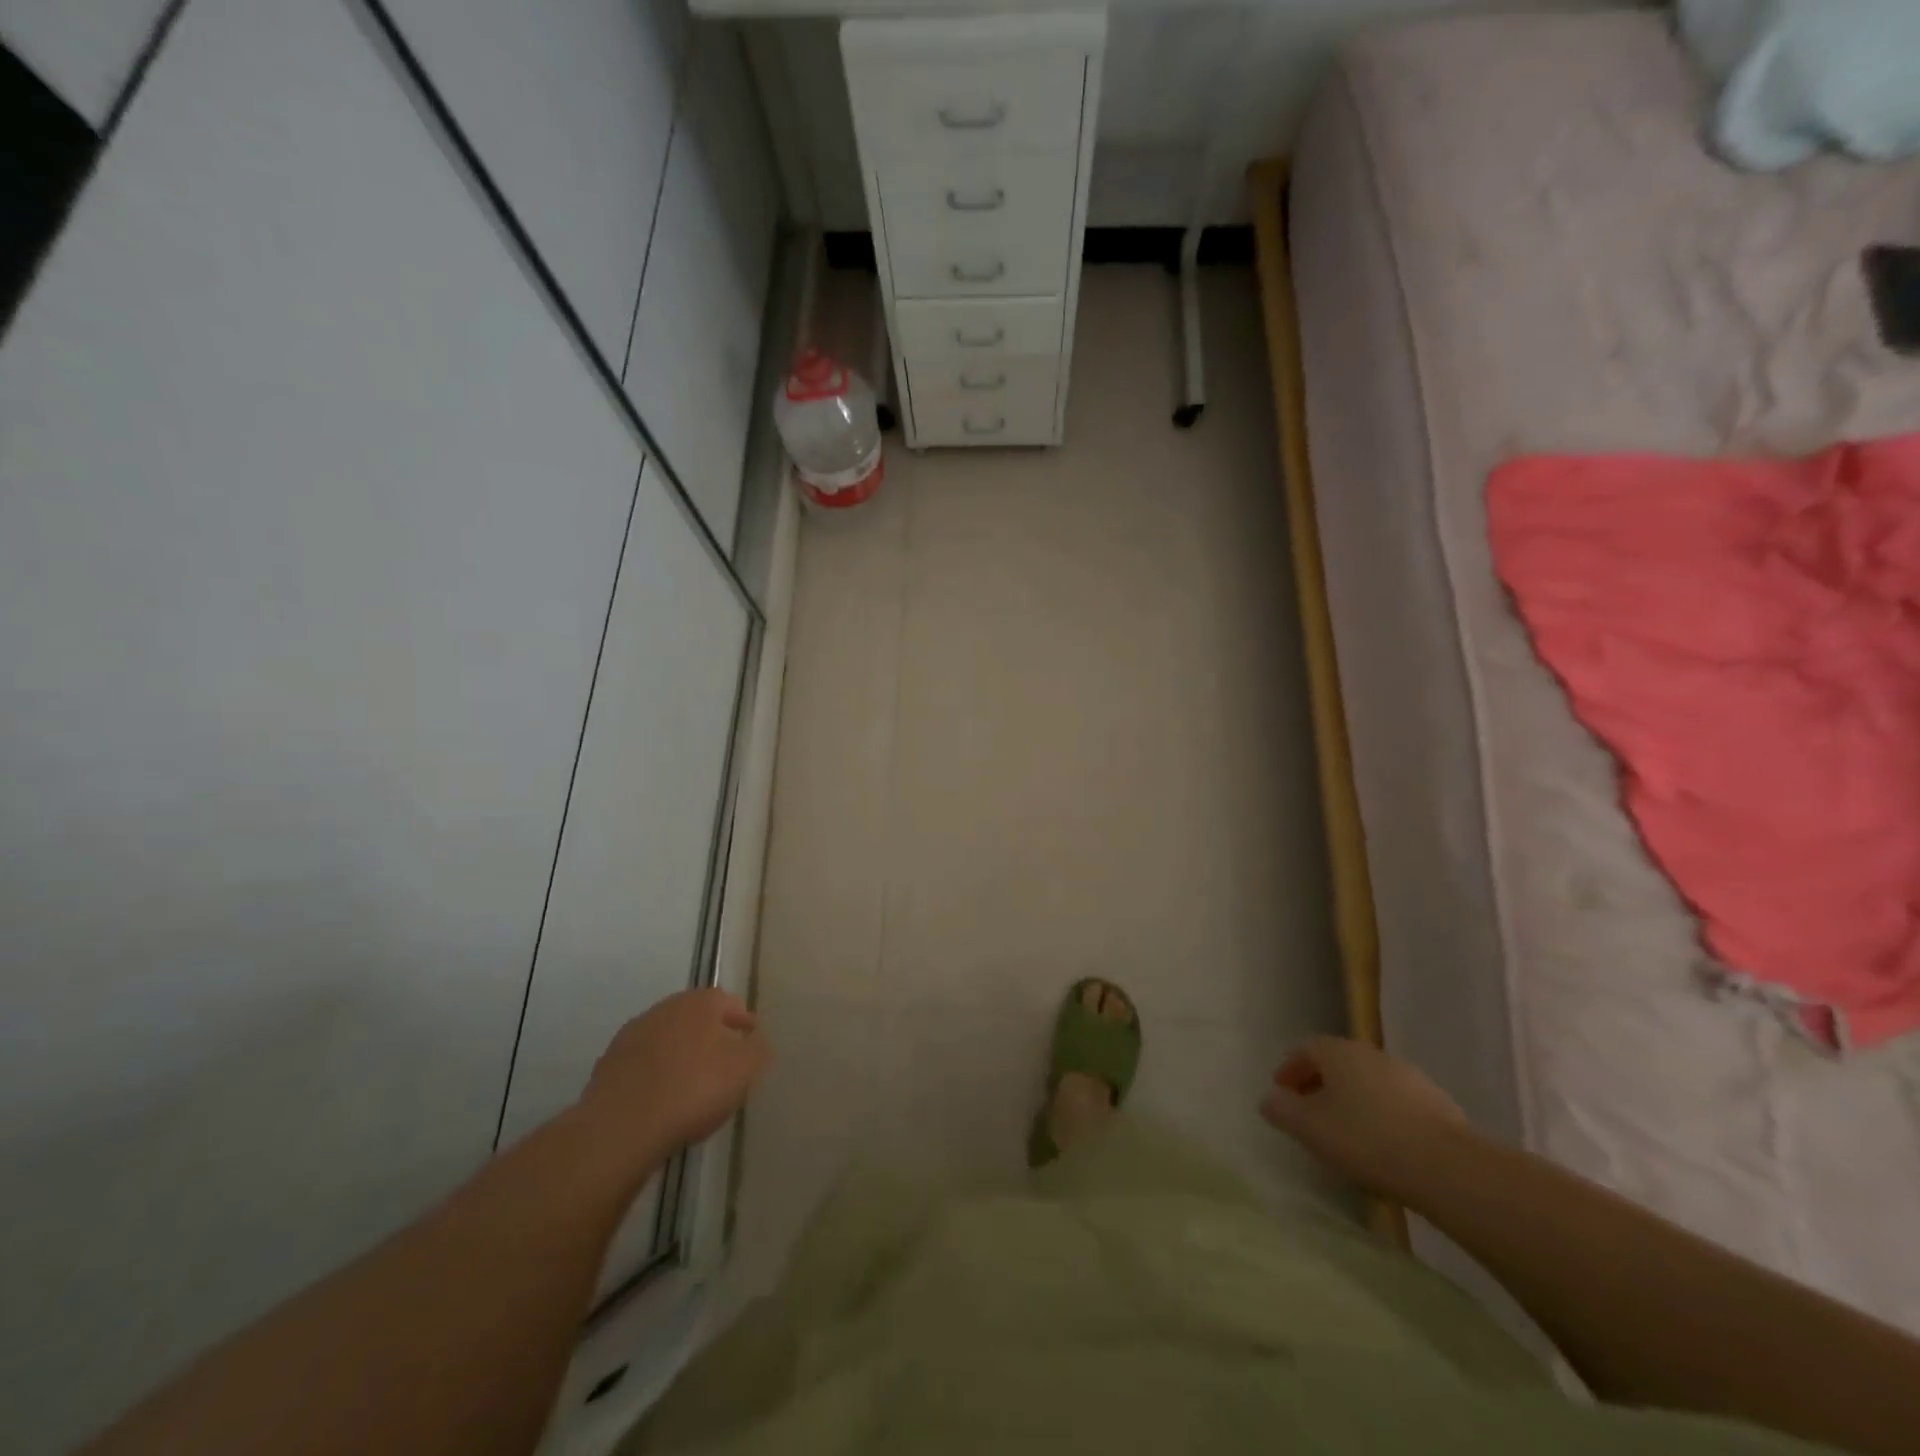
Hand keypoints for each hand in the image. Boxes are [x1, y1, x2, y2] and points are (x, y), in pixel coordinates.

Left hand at [577, 989, 770, 1160]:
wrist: (621, 1127)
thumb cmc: (693, 1090)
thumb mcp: (745, 1069)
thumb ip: (758, 1048)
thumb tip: (754, 1039)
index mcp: (700, 1002)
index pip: (729, 1003)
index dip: (742, 1021)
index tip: (750, 1041)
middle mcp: (666, 1008)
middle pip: (696, 1017)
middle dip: (711, 1035)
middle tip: (724, 1062)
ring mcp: (633, 1034)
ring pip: (668, 1038)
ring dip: (681, 1053)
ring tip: (691, 1083)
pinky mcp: (609, 1064)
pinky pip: (644, 1063)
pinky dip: (655, 1073)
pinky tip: (661, 1098)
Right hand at [1260, 1036, 1471, 1200]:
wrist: (1448, 1167)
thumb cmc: (1366, 1139)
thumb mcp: (1309, 1128)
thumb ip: (1282, 1110)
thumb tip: (1269, 1099)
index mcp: (1339, 1051)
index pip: (1306, 1048)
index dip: (1290, 1068)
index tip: (1282, 1092)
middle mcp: (1372, 1054)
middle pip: (1338, 1063)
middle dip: (1320, 1084)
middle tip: (1310, 1113)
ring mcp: (1409, 1077)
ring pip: (1368, 1083)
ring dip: (1353, 1101)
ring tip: (1346, 1134)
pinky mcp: (1438, 1105)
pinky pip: (1396, 1104)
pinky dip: (1382, 1116)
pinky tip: (1383, 1147)